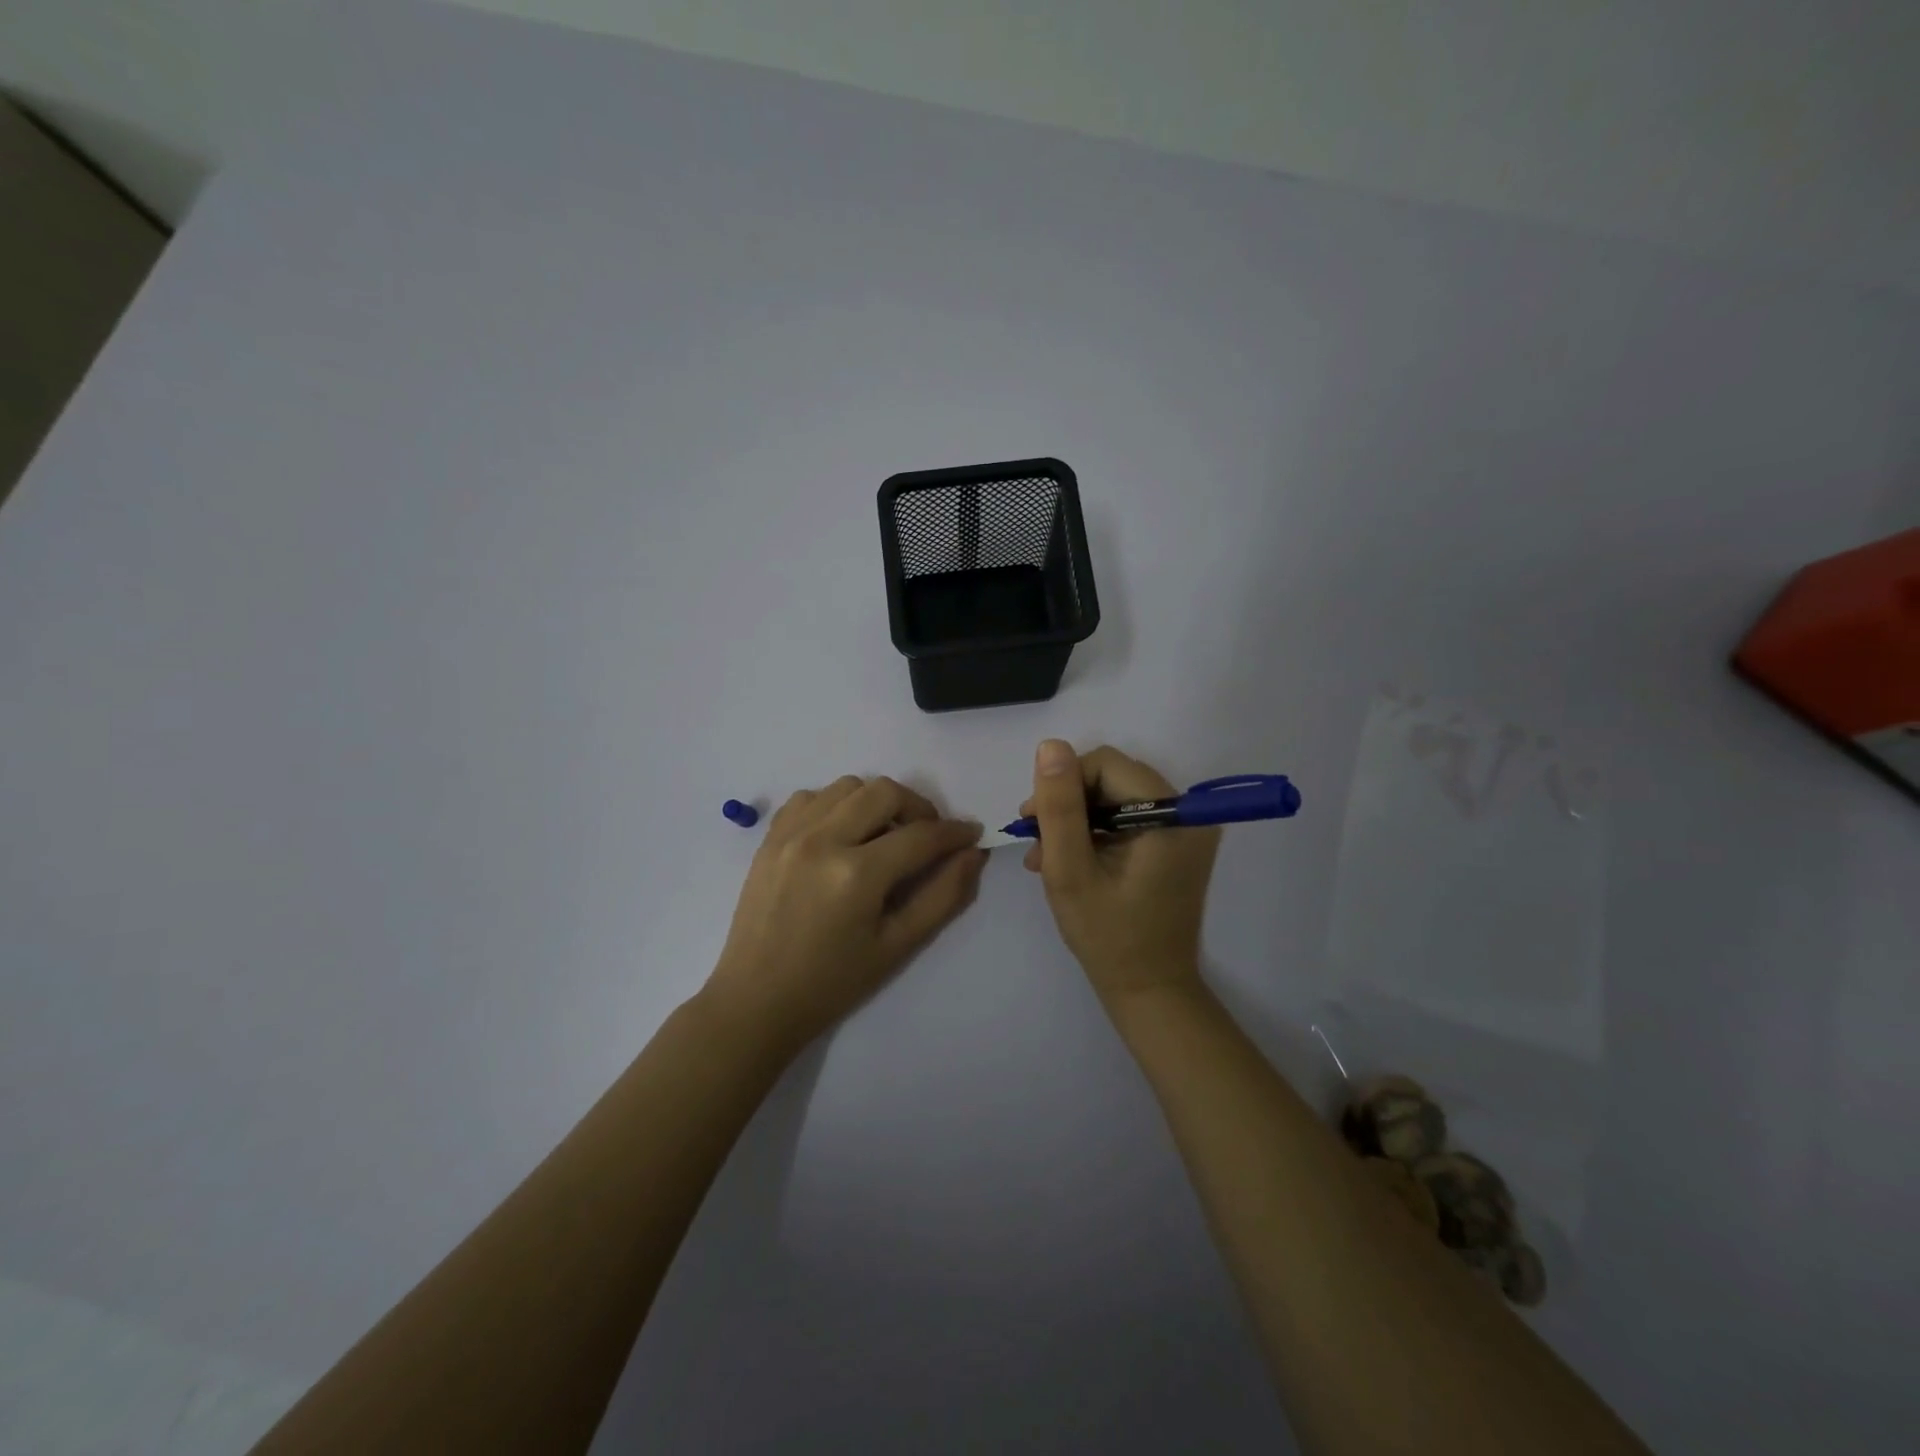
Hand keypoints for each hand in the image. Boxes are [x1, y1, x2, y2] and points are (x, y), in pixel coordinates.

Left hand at [704, 776, 986, 1049]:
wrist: (756, 1000)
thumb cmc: (832, 982)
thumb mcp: (898, 947)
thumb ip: (943, 896)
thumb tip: (973, 853)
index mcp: (856, 874)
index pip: (921, 835)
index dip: (954, 832)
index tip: (971, 834)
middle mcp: (822, 840)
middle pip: (885, 792)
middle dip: (918, 808)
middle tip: (927, 837)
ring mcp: (790, 834)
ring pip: (848, 786)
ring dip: (876, 802)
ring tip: (882, 836)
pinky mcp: (769, 837)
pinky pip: (811, 797)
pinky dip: (836, 805)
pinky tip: (841, 835)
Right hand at [1022, 740, 1219, 1005]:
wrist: (1149, 990)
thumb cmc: (1107, 936)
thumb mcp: (1069, 871)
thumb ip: (1060, 807)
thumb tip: (1051, 745)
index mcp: (1170, 815)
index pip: (1106, 764)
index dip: (1064, 783)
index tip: (1033, 819)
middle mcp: (1187, 813)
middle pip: (1112, 777)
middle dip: (1068, 804)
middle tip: (1035, 840)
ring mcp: (1184, 829)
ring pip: (1115, 796)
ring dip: (1076, 820)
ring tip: (1044, 857)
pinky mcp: (1176, 844)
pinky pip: (1128, 818)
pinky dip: (1095, 833)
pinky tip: (1067, 860)